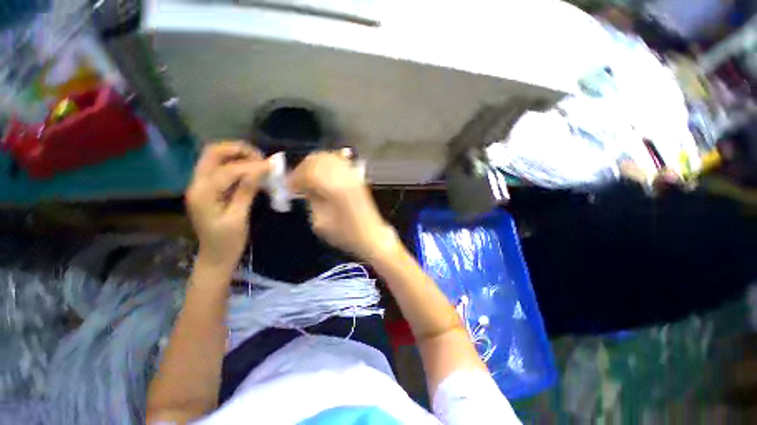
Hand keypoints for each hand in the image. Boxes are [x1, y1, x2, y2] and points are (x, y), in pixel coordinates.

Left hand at [186, 142, 270, 272]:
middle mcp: (196, 184)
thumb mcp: (239, 218)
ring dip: (237, 155)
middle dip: (238, 150)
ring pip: (215, 157)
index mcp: (202, 194)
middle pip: (212, 153)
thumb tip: (260, 170)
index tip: (272, 166)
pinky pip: (220, 168)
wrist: (215, 257)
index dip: (252, 165)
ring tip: (258, 162)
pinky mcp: (208, 189)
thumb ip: (246, 191)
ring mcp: (200, 185)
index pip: (228, 170)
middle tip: (260, 157)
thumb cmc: (228, 242)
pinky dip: (236, 164)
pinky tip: (251, 171)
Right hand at [288, 152, 399, 261]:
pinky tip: (322, 174)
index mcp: (334, 188)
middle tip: (296, 181)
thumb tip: (304, 189)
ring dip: (314, 164)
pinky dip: (327, 164)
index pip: (309, 171)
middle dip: (303, 168)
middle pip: (318, 159)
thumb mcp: (320, 223)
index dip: (295, 177)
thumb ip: (311, 201)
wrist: (371, 235)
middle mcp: (344, 176)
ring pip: (329, 157)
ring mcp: (353, 175)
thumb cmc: (346, 235)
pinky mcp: (357, 177)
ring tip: (308, 177)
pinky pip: (339, 162)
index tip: (288, 187)